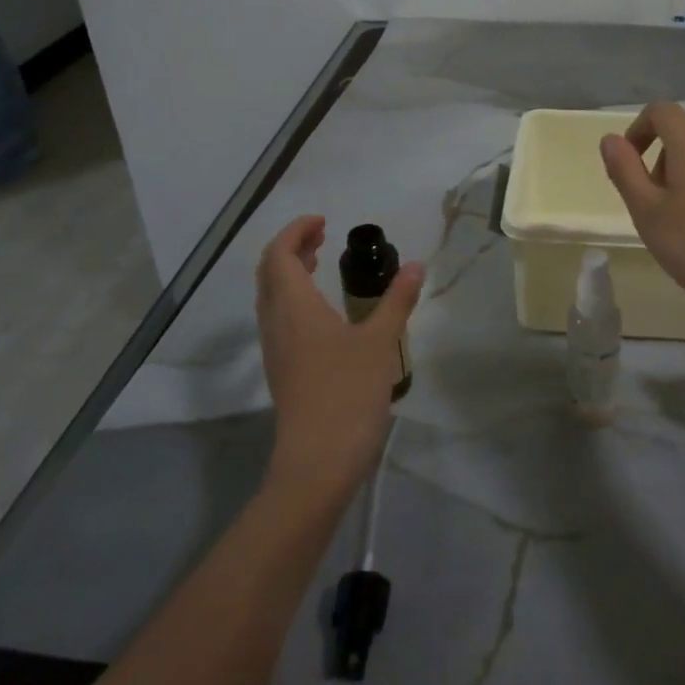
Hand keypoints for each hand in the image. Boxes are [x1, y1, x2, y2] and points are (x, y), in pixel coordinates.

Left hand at [255, 216, 423, 502]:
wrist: (317, 463)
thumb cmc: (347, 394)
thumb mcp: (380, 342)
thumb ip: (397, 300)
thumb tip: (415, 266)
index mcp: (294, 307)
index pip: (279, 254)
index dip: (296, 231)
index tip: (323, 221)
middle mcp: (276, 322)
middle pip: (269, 272)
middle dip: (291, 247)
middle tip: (322, 235)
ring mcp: (276, 349)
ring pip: (271, 296)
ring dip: (290, 272)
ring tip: (319, 262)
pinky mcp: (283, 370)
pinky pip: (279, 318)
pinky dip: (294, 297)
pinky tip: (323, 309)